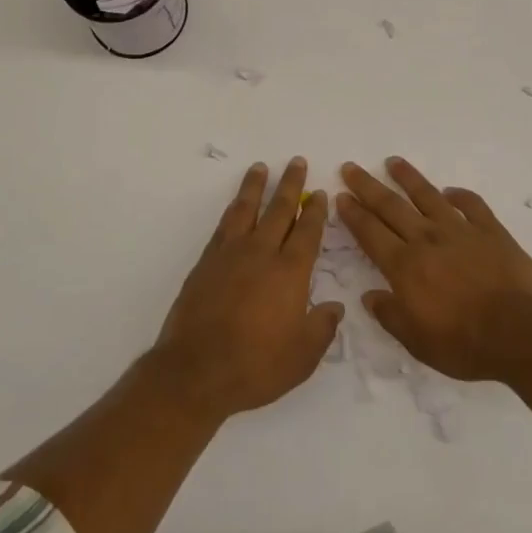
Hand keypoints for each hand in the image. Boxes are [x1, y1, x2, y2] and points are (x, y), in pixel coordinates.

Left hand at [150, 158, 343, 420]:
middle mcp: (262, 253)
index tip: (320, 193)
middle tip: (296, 162)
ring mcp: (231, 254)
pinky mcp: (207, 262)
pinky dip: (233, 209)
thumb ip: (321, 328)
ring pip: (247, 209)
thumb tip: (335, 306)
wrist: (196, 370)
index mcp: (290, 272)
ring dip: (256, 186)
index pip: (308, 232)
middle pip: (279, 210)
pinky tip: (236, 205)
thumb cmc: (255, 366)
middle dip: (290, 185)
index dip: (316, 211)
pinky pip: (224, 225)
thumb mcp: (302, 357)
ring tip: (261, 168)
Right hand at [336, 157, 531, 381]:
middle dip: (368, 186)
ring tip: (393, 162)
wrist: (523, 334)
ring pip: (427, 196)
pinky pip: (472, 205)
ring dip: (408, 178)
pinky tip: (451, 191)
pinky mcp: (491, 231)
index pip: (371, 233)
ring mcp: (460, 231)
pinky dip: (460, 196)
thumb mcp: (418, 342)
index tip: (341, 196)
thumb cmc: (466, 344)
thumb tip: (369, 296)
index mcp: (405, 266)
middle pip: (391, 206)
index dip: (354, 214)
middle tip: (351, 167)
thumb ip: (391, 316)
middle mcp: (427, 240)